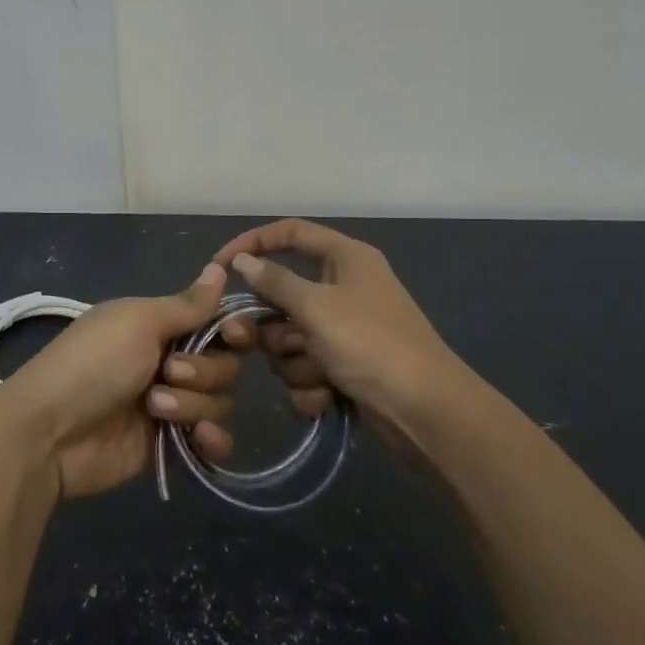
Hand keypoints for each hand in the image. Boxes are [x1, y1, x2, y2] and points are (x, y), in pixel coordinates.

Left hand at [0, 263, 242, 498]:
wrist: (51, 432)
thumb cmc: (93, 362)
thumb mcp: (138, 321)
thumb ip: (187, 304)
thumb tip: (221, 265)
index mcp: (159, 326)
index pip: (216, 324)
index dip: (232, 330)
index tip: (233, 335)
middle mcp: (169, 362)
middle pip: (223, 364)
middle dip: (201, 370)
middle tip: (166, 373)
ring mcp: (171, 405)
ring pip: (219, 401)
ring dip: (192, 403)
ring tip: (153, 409)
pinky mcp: (171, 445)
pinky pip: (212, 440)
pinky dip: (212, 439)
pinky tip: (199, 438)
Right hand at [213, 219, 469, 444]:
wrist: (425, 412)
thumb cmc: (371, 345)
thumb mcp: (317, 307)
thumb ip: (275, 282)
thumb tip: (242, 261)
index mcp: (346, 259)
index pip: (291, 233)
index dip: (253, 243)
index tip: (220, 266)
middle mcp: (344, 288)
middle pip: (283, 297)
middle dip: (275, 328)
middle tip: (259, 341)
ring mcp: (345, 331)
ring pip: (291, 339)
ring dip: (297, 362)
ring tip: (320, 374)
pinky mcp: (345, 368)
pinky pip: (307, 368)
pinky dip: (312, 386)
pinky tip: (328, 398)